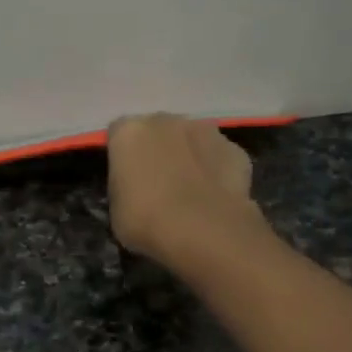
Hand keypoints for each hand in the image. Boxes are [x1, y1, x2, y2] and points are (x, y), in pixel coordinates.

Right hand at [107, 113, 262, 267]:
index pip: (117, 135)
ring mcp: (205, 130)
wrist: (203, 231)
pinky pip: (218, 157)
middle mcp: (166, 120)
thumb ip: (123, 187)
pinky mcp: (235, 149)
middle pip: (157, 131)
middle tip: (156, 184)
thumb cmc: (146, 221)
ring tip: (189, 191)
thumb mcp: (116, 209)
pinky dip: (215, 170)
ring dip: (187, 156)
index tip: (124, 179)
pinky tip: (214, 197)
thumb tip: (134, 187)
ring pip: (191, 139)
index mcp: (129, 131)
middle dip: (156, 150)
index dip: (121, 157)